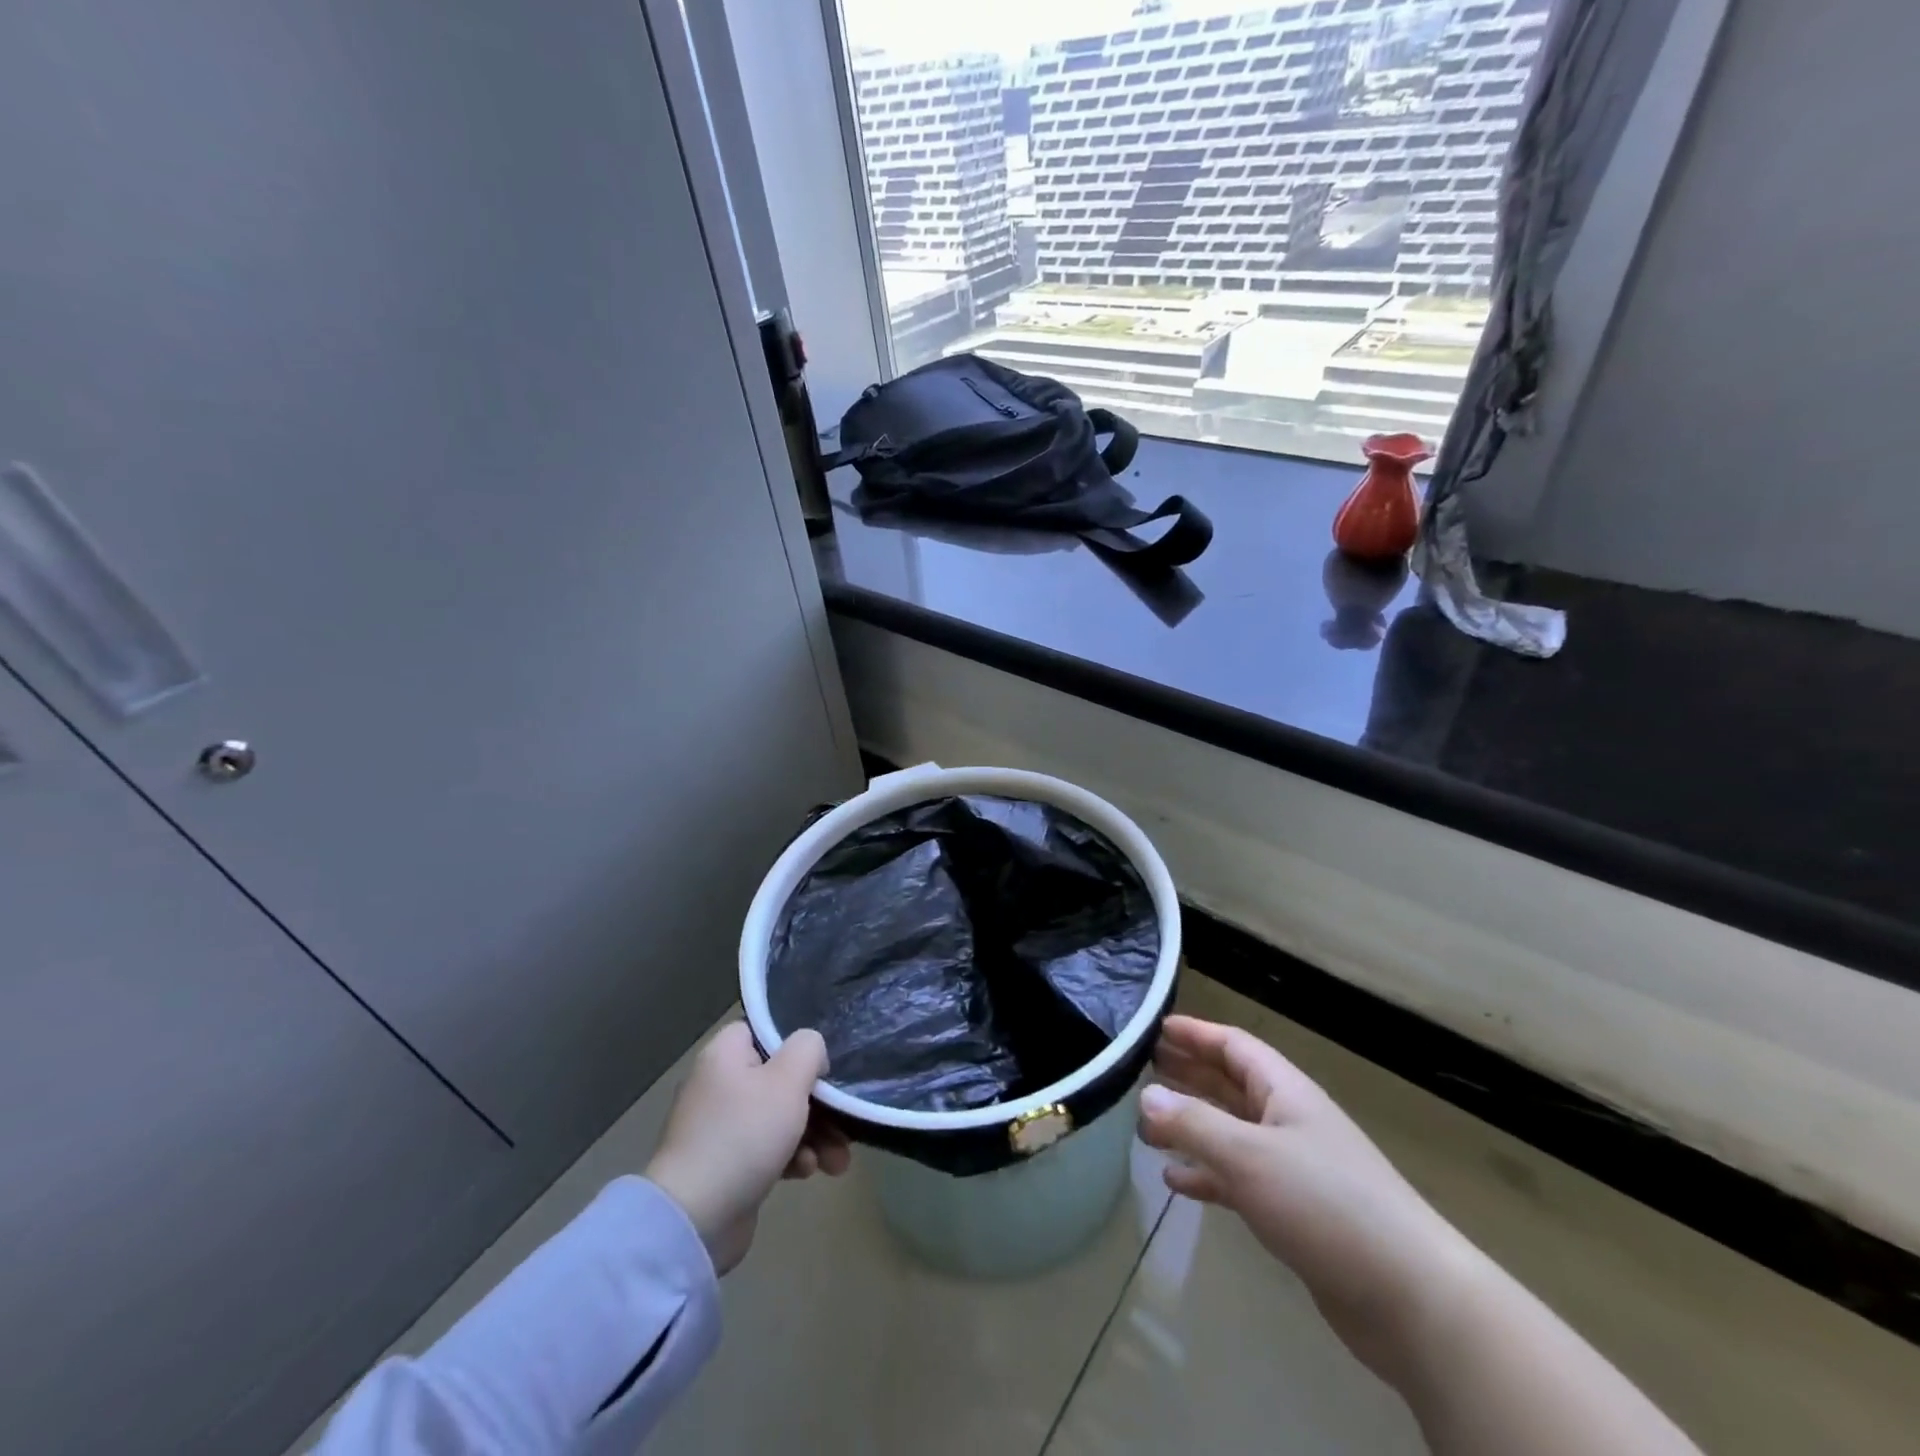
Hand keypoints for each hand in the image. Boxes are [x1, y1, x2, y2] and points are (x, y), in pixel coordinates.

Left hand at [645, 1021, 850, 1274]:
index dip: (799, 1045)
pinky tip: (808, 1172)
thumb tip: (811, 1050)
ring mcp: (721, 1126)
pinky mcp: (726, 1164)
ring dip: (814, 1135)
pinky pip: (767, 1148)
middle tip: (845, 1121)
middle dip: (819, 1104)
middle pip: (780, 1078)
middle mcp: (720, 1083)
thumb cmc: (744, 1135)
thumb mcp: (787, 1080)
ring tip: (838, 1161)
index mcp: (725, 1053)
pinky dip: (791, 1157)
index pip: (767, 1031)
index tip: (823, 1066)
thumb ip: (808, 1049)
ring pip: (780, 1117)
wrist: (695, 1218)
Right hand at [1138, 1015, 1477, 1380]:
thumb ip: (1194, 1123)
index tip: (1153, 1028)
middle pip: (1229, 1084)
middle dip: (1188, 1073)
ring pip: (1230, 1131)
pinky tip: (1174, 1180)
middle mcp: (1288, 1120)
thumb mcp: (1249, 1156)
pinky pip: (1238, 1179)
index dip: (1194, 1033)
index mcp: (1285, 1092)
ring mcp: (1293, 1167)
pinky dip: (1207, 1174)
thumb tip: (1145, 1096)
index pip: (1233, 1045)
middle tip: (1141, 1067)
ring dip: (1191, 1124)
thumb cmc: (1326, 1204)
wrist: (1411, 1299)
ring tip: (1146, 1122)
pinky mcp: (1294, 1212)